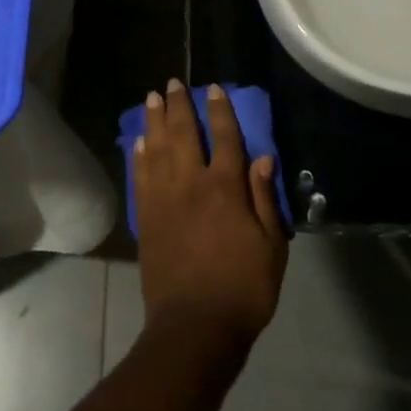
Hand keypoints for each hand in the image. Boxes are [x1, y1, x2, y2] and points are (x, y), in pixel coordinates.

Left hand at [133, 80, 287, 351]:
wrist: (194, 327)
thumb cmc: (243, 289)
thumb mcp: (271, 248)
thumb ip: (264, 199)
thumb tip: (263, 157)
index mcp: (225, 189)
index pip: (225, 138)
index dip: (220, 111)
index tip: (213, 89)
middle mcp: (191, 184)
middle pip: (184, 133)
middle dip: (179, 105)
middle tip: (173, 83)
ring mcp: (163, 199)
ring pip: (157, 147)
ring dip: (154, 120)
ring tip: (152, 98)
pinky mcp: (145, 217)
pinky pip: (140, 176)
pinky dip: (139, 155)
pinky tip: (139, 141)